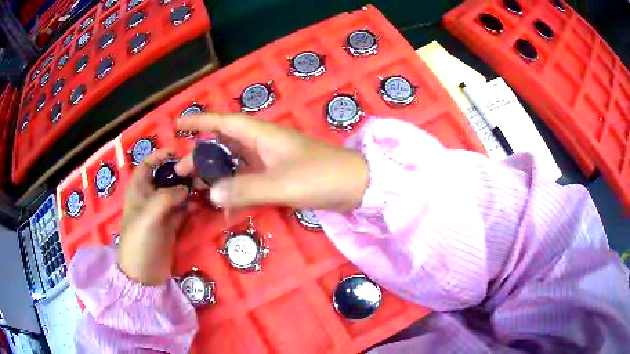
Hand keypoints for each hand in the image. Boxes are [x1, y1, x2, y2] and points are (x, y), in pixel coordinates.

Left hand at [118, 149, 188, 285]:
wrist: (143, 274)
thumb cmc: (139, 241)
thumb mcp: (149, 216)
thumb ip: (167, 197)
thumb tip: (185, 188)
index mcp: (138, 190)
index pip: (148, 165)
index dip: (160, 155)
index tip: (178, 150)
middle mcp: (150, 197)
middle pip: (165, 177)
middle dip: (180, 172)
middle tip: (199, 170)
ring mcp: (161, 212)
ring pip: (176, 193)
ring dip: (188, 189)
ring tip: (204, 186)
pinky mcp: (171, 225)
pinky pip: (183, 209)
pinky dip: (191, 205)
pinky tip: (200, 204)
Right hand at [175, 113, 368, 211]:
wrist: (354, 185)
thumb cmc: (320, 177)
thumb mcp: (281, 184)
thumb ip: (245, 189)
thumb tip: (211, 194)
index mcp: (262, 135)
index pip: (223, 122)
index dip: (199, 121)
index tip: (177, 124)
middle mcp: (262, 144)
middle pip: (223, 144)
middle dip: (200, 155)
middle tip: (180, 172)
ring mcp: (270, 160)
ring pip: (233, 161)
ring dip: (214, 171)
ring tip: (195, 186)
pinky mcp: (277, 175)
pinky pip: (247, 176)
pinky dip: (233, 184)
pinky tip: (223, 196)